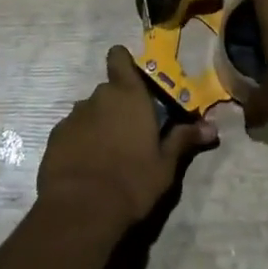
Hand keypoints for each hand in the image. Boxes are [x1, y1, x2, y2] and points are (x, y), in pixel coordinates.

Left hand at [38, 45, 215, 227]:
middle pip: (108, 91)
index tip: (132, 79)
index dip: (123, 63)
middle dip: (118, 106)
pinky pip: (72, 132)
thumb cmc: (132, 181)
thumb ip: (184, 140)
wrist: (81, 210)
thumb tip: (212, 127)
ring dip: (99, 125)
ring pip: (89, 112)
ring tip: (109, 154)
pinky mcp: (55, 138)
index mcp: (128, 95)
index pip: (119, 58)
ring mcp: (73, 117)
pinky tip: (87, 167)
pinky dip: (80, 143)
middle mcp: (98, 97)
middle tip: (132, 133)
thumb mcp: (166, 165)